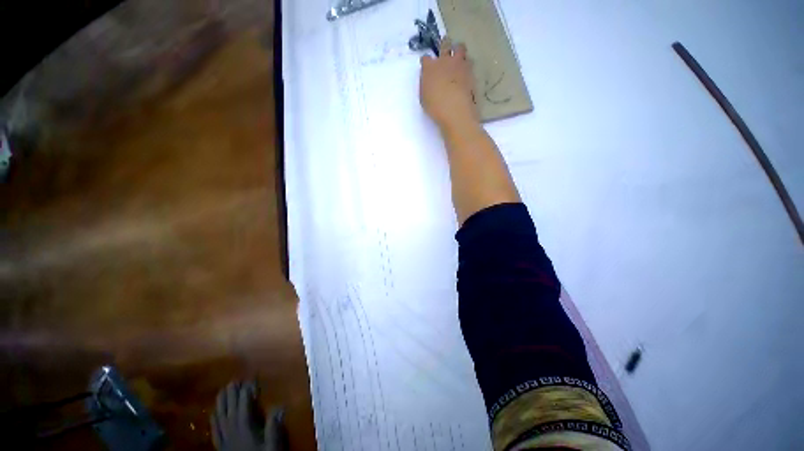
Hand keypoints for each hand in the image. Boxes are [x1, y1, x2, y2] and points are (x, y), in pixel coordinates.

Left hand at [210, 381, 287, 450]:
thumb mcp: (273, 446)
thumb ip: (273, 427)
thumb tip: (279, 407)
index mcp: (245, 428)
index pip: (244, 406)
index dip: (246, 392)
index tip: (249, 380)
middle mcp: (232, 431)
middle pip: (230, 409)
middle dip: (231, 394)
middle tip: (233, 381)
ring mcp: (224, 439)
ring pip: (220, 417)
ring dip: (221, 403)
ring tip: (222, 391)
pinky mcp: (220, 446)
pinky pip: (214, 430)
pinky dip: (213, 419)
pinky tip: (213, 413)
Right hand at [419, 38, 478, 132]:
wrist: (456, 110)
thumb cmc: (435, 107)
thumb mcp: (424, 97)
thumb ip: (426, 84)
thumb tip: (429, 80)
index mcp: (429, 67)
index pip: (426, 58)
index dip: (426, 61)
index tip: (427, 66)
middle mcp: (445, 61)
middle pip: (445, 44)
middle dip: (444, 45)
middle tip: (446, 49)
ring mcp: (459, 64)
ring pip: (460, 48)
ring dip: (459, 51)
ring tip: (458, 59)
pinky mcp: (471, 71)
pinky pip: (469, 62)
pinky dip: (467, 65)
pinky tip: (466, 72)